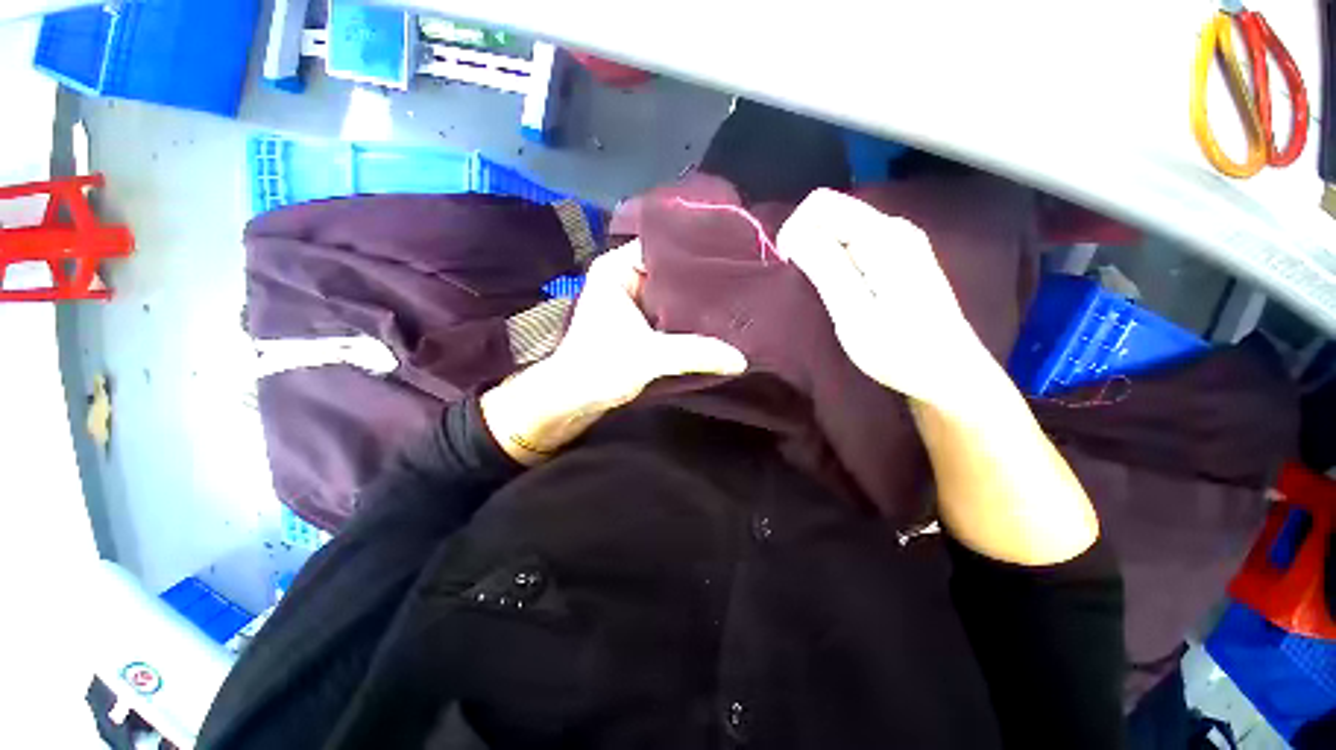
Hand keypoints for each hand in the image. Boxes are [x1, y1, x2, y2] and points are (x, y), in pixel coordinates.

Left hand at [482, 241, 746, 463]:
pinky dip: (684, 315)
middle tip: (738, 279)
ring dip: (693, 299)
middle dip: (699, 277)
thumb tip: (741, 358)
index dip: (696, 249)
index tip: (730, 255)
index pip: (663, 244)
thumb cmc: (599, 369)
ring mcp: (629, 299)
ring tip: (732, 297)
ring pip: (669, 291)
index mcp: (617, 268)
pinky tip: (711, 320)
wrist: (572, 400)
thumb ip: (696, 353)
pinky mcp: (635, 321)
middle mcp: (622, 276)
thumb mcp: (651, 358)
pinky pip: (666, 309)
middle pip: (669, 268)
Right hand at [777, 189, 991, 411]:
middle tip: (804, 284)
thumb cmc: (899, 349)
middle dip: (806, 241)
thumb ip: (824, 267)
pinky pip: (854, 243)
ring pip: (841, 228)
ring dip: (819, 253)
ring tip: (820, 291)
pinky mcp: (900, 257)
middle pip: (831, 212)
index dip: (795, 229)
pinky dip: (835, 260)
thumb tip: (794, 232)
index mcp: (882, 236)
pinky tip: (839, 288)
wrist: (949, 374)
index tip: (790, 267)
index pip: (821, 204)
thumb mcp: (853, 312)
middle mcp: (894, 227)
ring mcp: (901, 241)